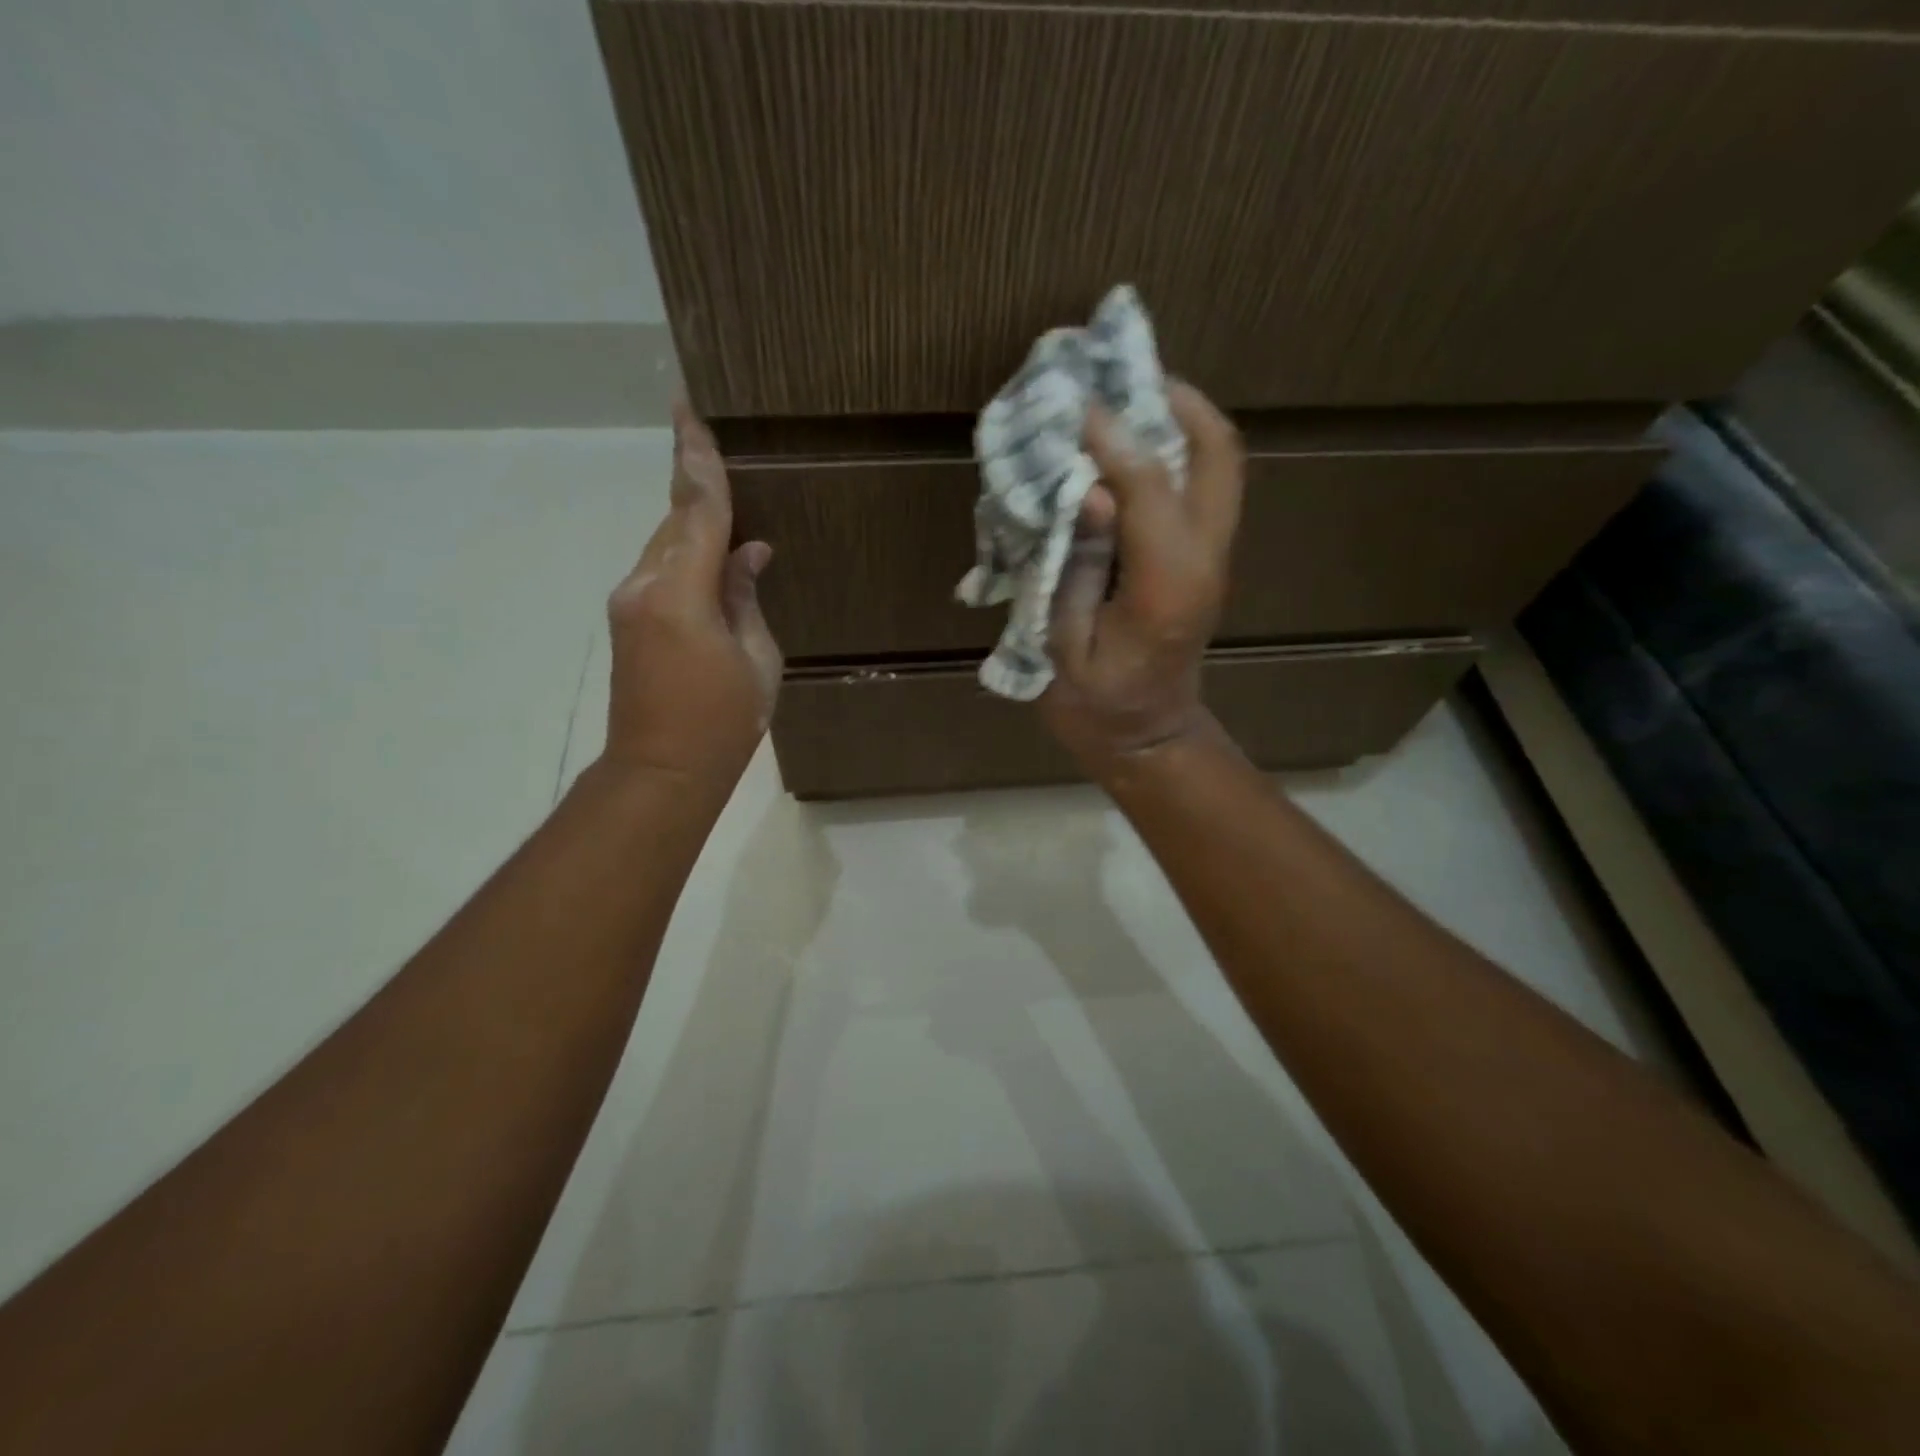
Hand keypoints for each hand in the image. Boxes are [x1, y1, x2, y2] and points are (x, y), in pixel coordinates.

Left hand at [601, 398, 781, 790]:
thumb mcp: (758, 660)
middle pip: (675, 519)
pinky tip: (712, 554)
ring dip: (692, 520)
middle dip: (694, 481)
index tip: (688, 409)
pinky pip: (660, 568)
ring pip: (665, 543)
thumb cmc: (723, 723)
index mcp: (682, 594)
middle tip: (709, 436)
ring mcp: (630, 602)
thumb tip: (749, 553)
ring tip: (721, 497)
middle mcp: (645, 585)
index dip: (698, 460)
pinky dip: (685, 551)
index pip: (697, 511)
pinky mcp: (628, 619)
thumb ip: (748, 598)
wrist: (661, 771)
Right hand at [1039, 382, 1244, 775]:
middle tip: (1121, 378)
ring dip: (1177, 418)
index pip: (1149, 485)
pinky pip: (1202, 483)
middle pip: (1217, 452)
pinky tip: (1128, 446)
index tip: (1072, 405)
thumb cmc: (1097, 705)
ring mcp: (1212, 556)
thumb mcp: (1066, 647)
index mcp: (1167, 585)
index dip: (1110, 436)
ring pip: (1218, 461)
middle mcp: (1205, 557)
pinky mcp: (1204, 557)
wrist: (1146, 736)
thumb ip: (1077, 569)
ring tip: (1124, 399)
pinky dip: (1174, 449)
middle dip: (1174, 400)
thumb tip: (1089, 493)